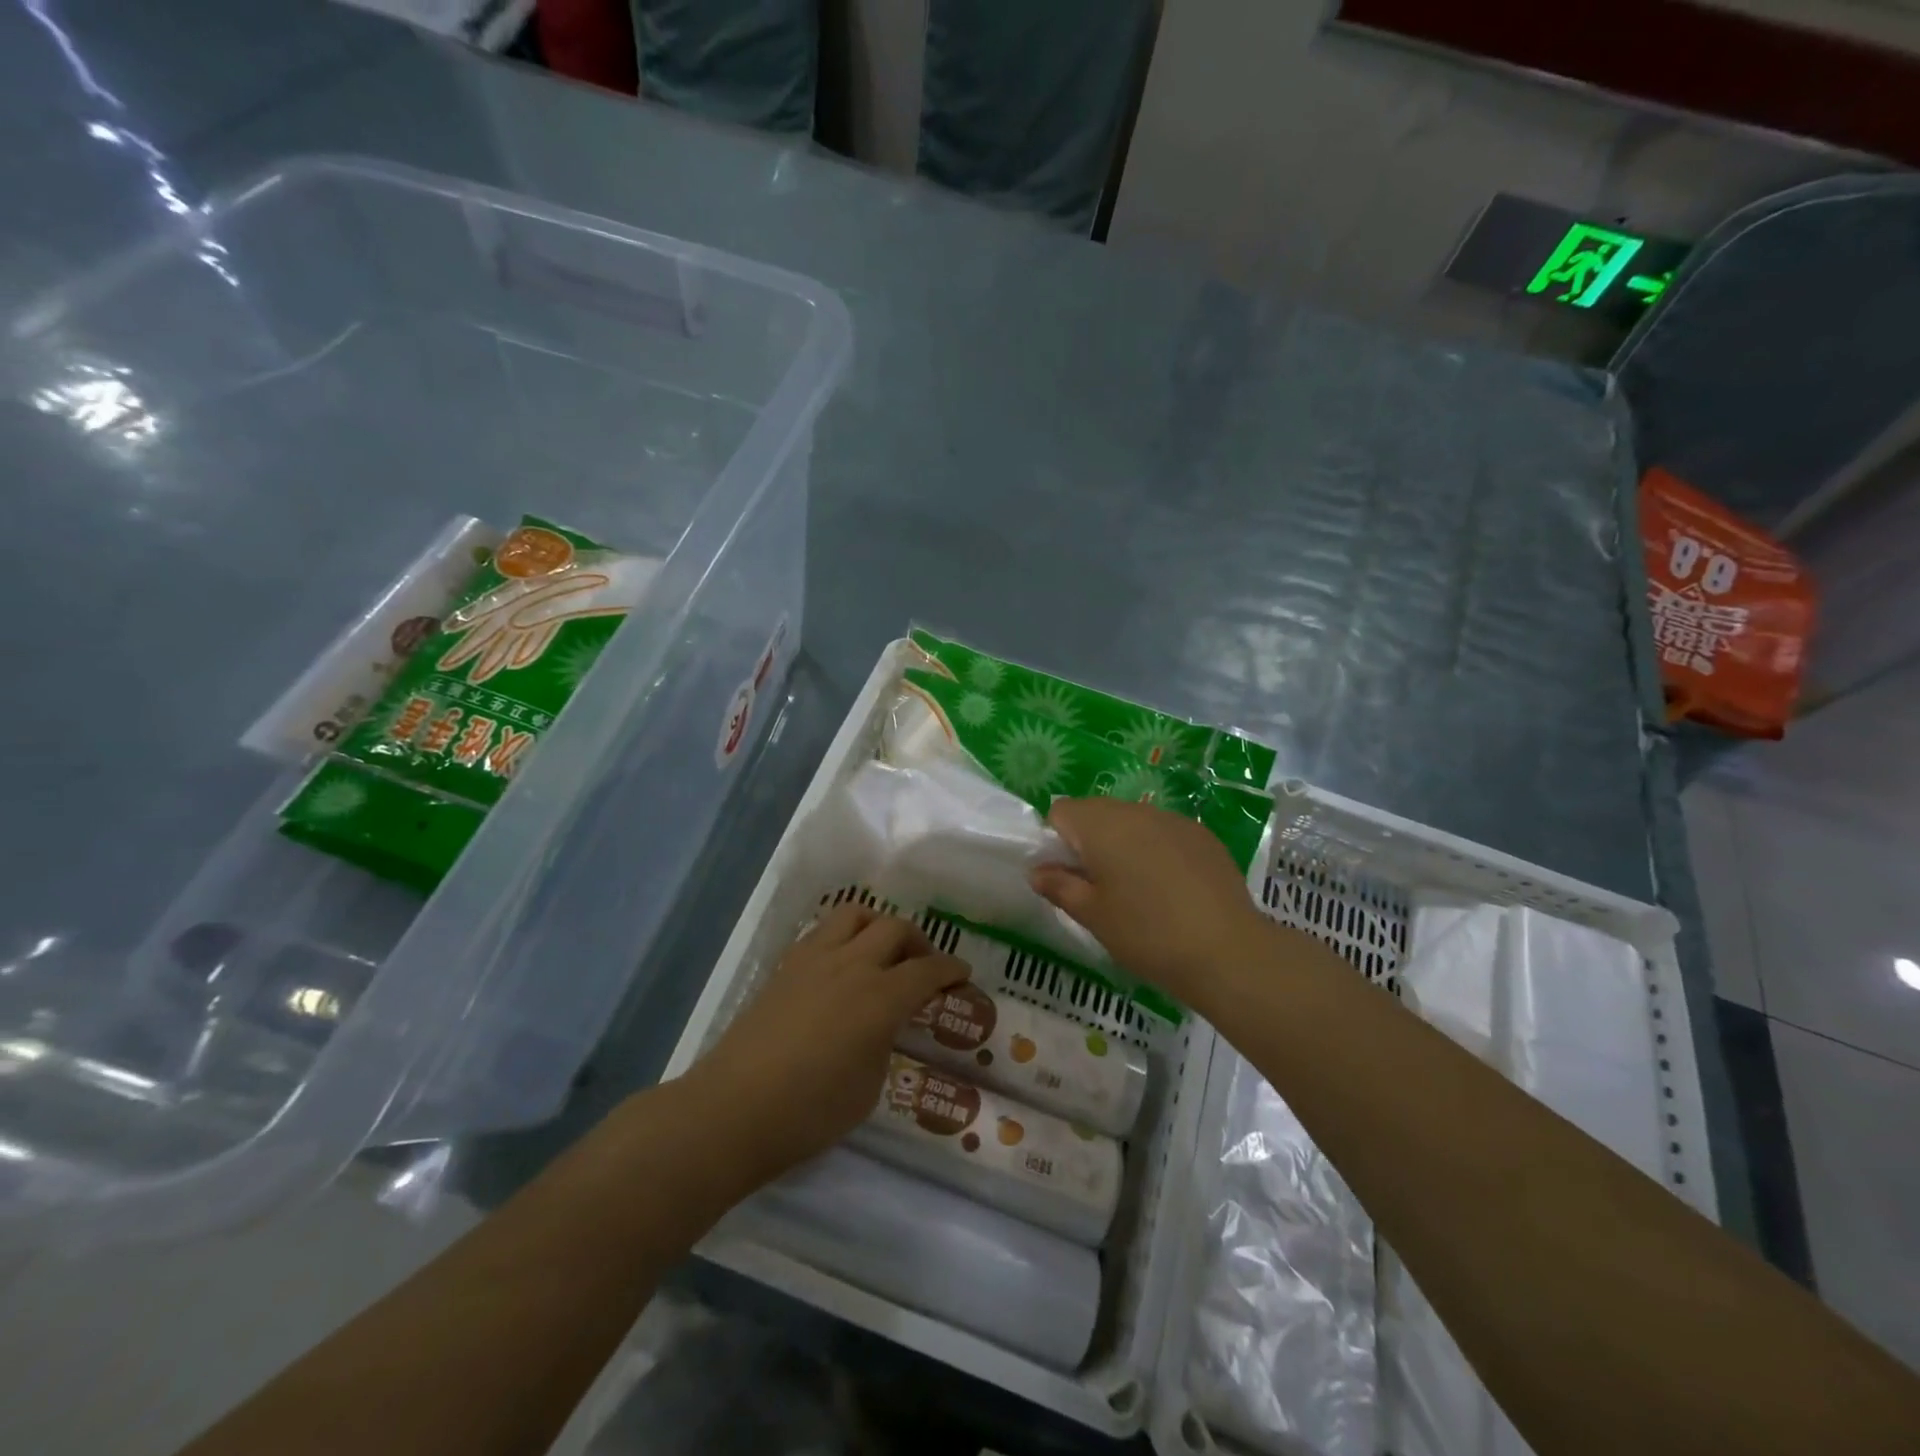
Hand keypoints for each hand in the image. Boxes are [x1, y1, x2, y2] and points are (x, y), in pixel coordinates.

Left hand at [687, 904, 969, 1183]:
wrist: (733, 1109)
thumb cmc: (809, 1112)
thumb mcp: (868, 1087)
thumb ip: (884, 1042)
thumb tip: (882, 1024)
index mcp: (880, 997)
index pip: (927, 970)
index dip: (951, 969)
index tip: (963, 974)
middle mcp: (852, 965)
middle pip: (895, 928)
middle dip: (918, 942)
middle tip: (923, 966)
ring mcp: (814, 959)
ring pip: (855, 914)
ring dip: (878, 925)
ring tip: (881, 951)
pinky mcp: (786, 966)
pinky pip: (824, 931)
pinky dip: (844, 936)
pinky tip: (842, 964)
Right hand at [1028, 798, 1274, 1011]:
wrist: (1227, 951)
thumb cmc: (1146, 933)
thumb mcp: (1092, 915)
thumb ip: (1059, 886)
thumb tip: (1037, 871)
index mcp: (1101, 825)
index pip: (1061, 811)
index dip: (1056, 840)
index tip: (1068, 876)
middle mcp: (1135, 811)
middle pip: (1097, 812)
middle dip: (1089, 842)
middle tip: (1098, 887)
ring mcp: (1173, 820)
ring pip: (1133, 821)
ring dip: (1124, 845)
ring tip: (1137, 890)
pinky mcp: (1202, 835)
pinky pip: (1164, 832)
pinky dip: (1157, 851)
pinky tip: (1171, 890)